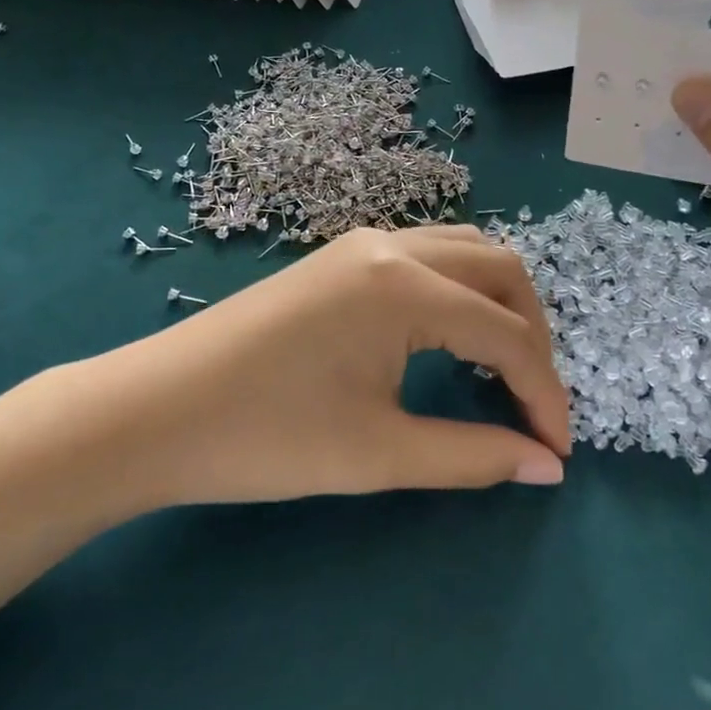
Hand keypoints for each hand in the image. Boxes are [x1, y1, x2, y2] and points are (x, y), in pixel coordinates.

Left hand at [58, 226, 570, 516]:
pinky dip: (460, 289)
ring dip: (499, 302)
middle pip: (501, 271)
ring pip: (466, 251)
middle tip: (533, 403)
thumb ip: (472, 455)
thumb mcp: (378, 454)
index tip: (557, 450)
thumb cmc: (265, 437)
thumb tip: (546, 467)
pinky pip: (428, 253)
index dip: (543, 394)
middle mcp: (393, 245)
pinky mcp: (342, 255)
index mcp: (405, 287)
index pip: (507, 335)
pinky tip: (450, 334)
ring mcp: (364, 242)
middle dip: (533, 335)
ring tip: (501, 366)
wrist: (154, 411)